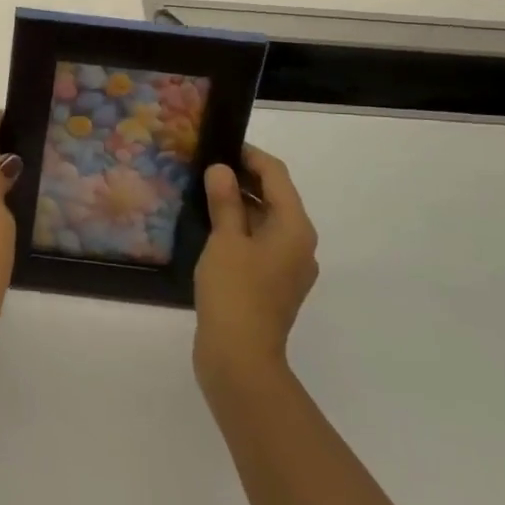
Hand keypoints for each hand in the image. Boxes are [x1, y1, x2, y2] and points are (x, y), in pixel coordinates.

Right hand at [193, 144, 318, 386]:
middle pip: (275, 197)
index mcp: (294, 227)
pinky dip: (241, 229)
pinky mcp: (274, 284)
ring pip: (267, 221)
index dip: (250, 156)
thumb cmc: (235, 292)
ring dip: (240, 204)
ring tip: (205, 192)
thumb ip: (225, 201)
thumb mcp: (225, 240)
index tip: (221, 145)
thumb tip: (222, 169)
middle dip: (244, 179)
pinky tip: (212, 228)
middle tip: (207, 167)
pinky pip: (261, 243)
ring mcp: (289, 267)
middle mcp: (300, 243)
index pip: (276, 175)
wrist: (240, 359)